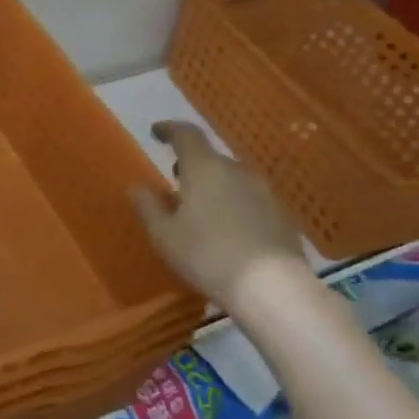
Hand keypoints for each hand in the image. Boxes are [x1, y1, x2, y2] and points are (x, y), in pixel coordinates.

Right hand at [128, 121, 309, 314]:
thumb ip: (148, 207)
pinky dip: (233, 203)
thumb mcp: (165, 235)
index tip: (156, 132)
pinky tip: (227, 228)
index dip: (169, 130)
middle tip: (175, 179)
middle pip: (210, 157)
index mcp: (205, 168)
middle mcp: (237, 171)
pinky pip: (249, 198)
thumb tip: (136, 187)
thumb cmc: (207, 256)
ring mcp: (264, 192)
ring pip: (232, 178)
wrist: (273, 288)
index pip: (186, 134)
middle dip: (191, 164)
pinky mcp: (281, 214)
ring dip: (213, 185)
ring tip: (200, 207)